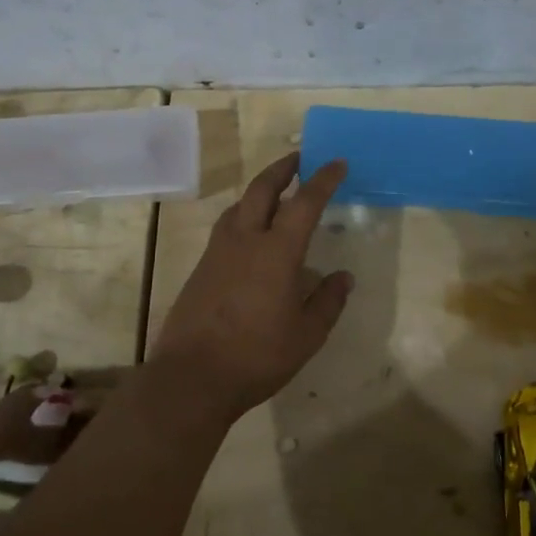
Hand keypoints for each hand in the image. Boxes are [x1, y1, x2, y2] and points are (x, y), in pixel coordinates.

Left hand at [151, 153, 354, 419]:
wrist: (192, 377)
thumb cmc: (257, 356)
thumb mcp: (307, 335)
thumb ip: (328, 301)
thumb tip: (343, 277)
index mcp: (277, 251)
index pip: (305, 202)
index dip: (323, 179)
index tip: (337, 163)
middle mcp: (245, 240)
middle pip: (262, 189)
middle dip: (283, 168)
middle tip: (300, 159)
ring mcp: (218, 251)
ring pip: (240, 205)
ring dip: (260, 190)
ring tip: (275, 193)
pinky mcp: (201, 267)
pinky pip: (226, 226)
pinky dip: (244, 215)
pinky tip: (250, 233)